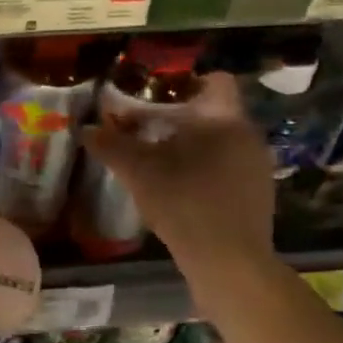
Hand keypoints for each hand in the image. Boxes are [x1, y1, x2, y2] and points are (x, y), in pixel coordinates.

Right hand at [80, 72, 274, 278]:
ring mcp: (256, 166)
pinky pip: (227, 166)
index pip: (215, 81)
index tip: (153, 96)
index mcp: (225, 119)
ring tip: (155, 158)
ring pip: (219, 141)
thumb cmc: (185, 203)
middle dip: (178, 117)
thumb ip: (111, 145)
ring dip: (189, 144)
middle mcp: (248, 136)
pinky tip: (178, 187)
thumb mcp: (139, 172)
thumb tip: (85, 128)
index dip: (183, 83)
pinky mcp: (256, 194)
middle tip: (142, 128)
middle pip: (212, 112)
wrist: (229, 262)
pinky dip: (203, 167)